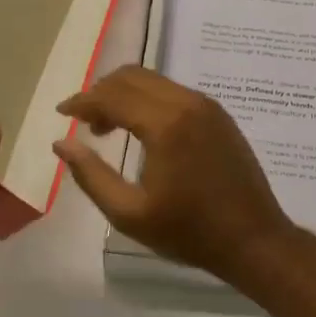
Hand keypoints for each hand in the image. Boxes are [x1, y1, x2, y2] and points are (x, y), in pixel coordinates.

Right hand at [54, 67, 295, 280]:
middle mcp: (186, 102)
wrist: (254, 239)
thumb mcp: (130, 214)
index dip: (82, 102)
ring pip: (153, 80)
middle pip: (132, 77)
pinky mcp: (218, 113)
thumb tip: (63, 143)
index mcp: (165, 124)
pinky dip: (148, 99)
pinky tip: (142, 129)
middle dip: (101, 92)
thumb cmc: (189, 232)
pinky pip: (173, 91)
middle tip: (84, 122)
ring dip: (124, 94)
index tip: (61, 113)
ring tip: (108, 127)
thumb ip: (91, 175)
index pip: (112, 96)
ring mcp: (206, 105)